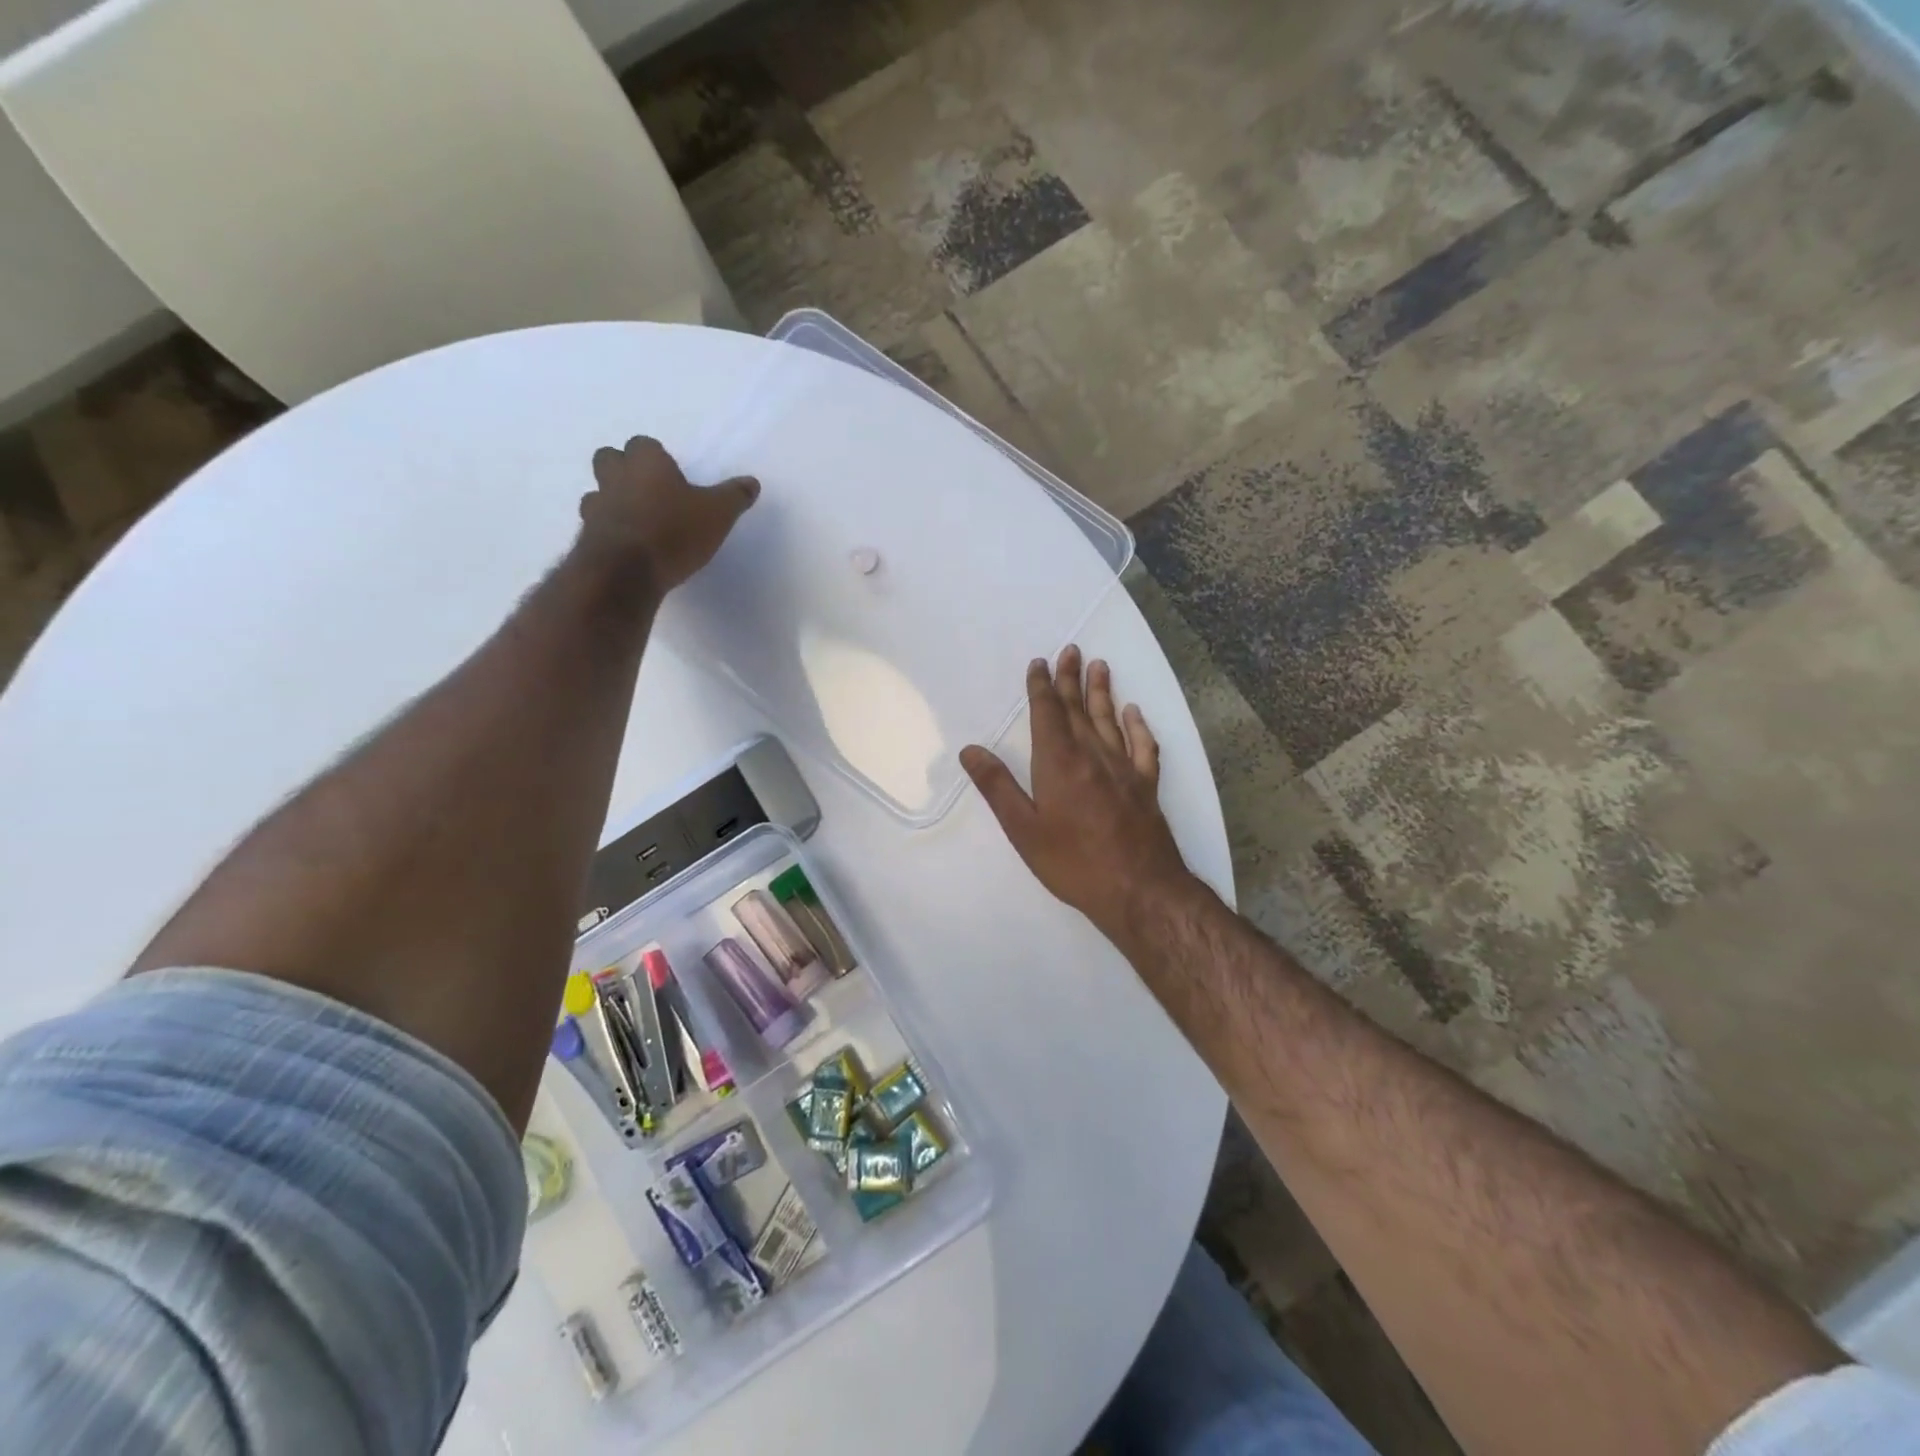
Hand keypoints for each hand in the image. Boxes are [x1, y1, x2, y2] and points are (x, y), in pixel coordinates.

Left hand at [579, 436, 758, 593]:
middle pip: (610, 459)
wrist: (627, 571)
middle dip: (624, 470)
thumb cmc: (675, 531)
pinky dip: (609, 532)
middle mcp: (616, 476)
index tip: (672, 476)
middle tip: (649, 492)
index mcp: (646, 462)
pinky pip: (596, 525)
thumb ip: (734, 496)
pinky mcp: (588, 536)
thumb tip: (752, 482)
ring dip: (612, 502)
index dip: (656, 458)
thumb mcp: (718, 514)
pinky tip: (628, 547)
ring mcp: (596, 506)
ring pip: (598, 492)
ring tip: (637, 522)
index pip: (644, 444)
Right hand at [961, 646, 1196, 945]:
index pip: (1047, 713)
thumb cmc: (1073, 862)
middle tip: (1070, 650)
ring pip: (1110, 720)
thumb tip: (970, 750)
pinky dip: (1137, 725)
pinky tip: (1134, 712)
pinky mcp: (1146, 785)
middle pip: (1078, 709)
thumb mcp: (1023, 829)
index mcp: (1058, 762)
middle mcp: (1093, 755)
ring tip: (1100, 666)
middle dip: (1071, 679)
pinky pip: (1143, 745)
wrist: (1139, 889)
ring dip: (1102, 692)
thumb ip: (997, 786)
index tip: (1039, 663)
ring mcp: (1124, 768)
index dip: (1041, 686)